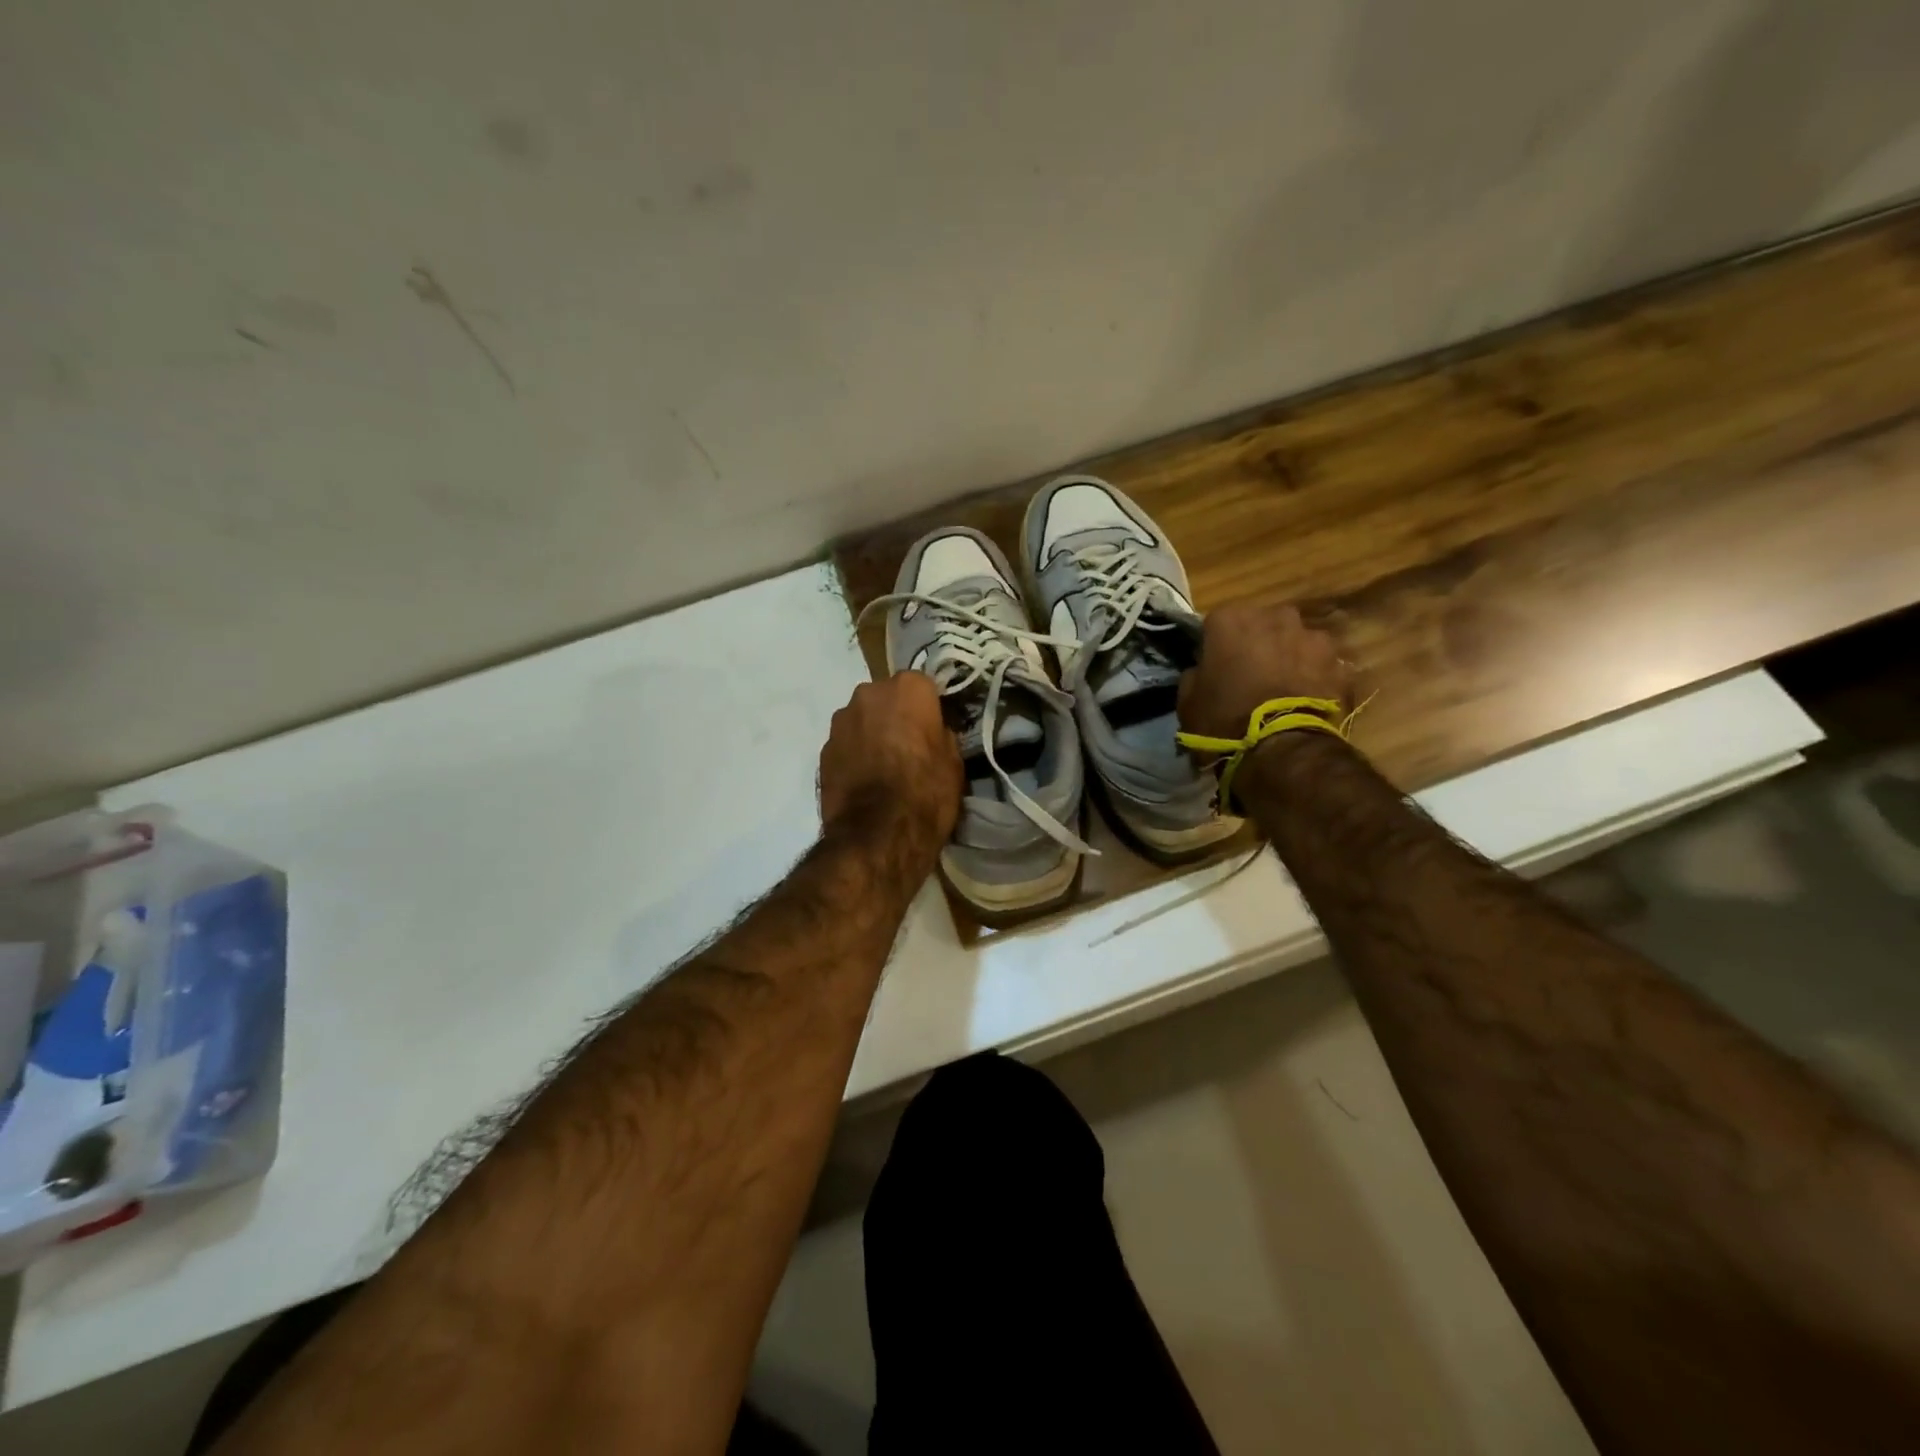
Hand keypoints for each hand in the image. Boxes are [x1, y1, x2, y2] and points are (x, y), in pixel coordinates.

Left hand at [819, 671, 962, 848]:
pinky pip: (846, 743)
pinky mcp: (822, 749)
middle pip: (887, 698)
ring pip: (863, 719)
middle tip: (909, 748)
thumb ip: (941, 735)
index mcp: (908, 689)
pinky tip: (865, 781)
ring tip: (884, 768)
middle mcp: (869, 693)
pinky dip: (854, 755)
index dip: (929, 709)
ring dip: (872, 733)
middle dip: (896, 716)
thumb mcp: (954, 763)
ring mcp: (841, 721)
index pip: (923, 686)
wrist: (876, 837)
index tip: (934, 730)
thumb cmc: (926, 794)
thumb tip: (933, 732)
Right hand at [1178, 602, 1351, 743]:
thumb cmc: (1223, 719)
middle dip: (1257, 644)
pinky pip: (1320, 665)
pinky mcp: (1339, 663)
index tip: (1215, 666)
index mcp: (1231, 620)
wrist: (1280, 748)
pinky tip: (1305, 700)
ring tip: (1282, 688)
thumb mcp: (1188, 700)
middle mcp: (1274, 617)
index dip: (1216, 645)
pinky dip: (1314, 677)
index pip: (1217, 623)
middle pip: (1262, 624)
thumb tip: (1203, 670)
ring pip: (1295, 641)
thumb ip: (1196, 674)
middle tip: (1250, 675)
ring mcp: (1312, 637)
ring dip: (1288, 656)